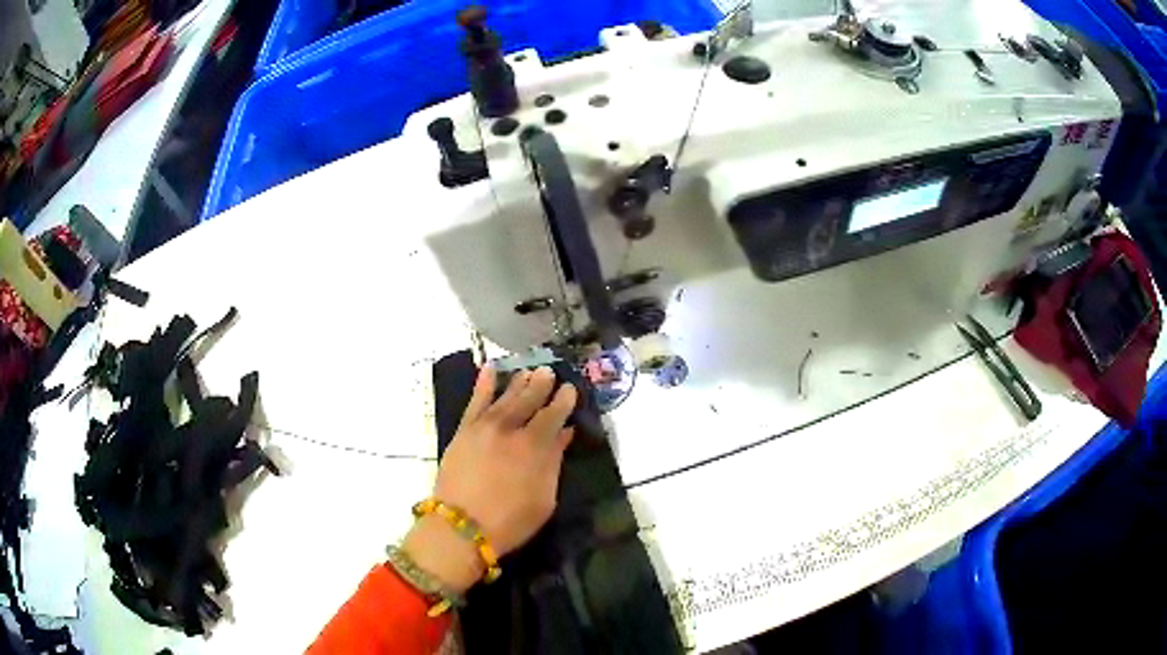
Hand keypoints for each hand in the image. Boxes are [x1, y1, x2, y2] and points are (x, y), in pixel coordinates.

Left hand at [403, 366, 576, 592]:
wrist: (462, 526)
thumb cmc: (510, 520)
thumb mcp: (545, 498)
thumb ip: (554, 462)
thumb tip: (563, 434)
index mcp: (535, 446)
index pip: (553, 415)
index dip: (563, 400)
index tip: (569, 388)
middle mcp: (511, 429)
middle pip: (530, 400)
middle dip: (541, 384)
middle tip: (549, 371)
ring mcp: (485, 426)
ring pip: (506, 396)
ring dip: (518, 381)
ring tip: (528, 370)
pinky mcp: (464, 430)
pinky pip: (475, 400)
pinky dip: (483, 384)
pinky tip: (490, 369)